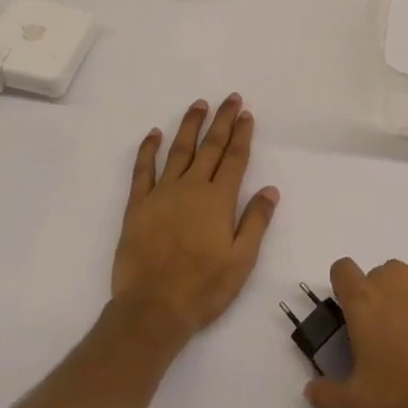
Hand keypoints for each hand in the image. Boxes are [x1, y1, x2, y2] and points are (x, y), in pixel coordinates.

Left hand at [111, 95, 277, 343]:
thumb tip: (270, 189)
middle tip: (230, 98)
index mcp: (218, 200)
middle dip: (222, 120)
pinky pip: (142, 170)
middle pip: (210, 147)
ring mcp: (162, 194)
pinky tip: (154, 134)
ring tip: (199, 104)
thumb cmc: (203, 288)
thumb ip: (255, 222)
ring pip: (179, 150)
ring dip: (190, 126)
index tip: (246, 114)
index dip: (241, 135)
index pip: (234, 158)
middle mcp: (191, 187)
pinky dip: (148, 150)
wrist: (152, 309)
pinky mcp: (137, 205)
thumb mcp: (241, 261)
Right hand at [303, 258, 407, 407]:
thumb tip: (311, 390)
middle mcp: (393, 275)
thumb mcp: (359, 407)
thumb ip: (327, 396)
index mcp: (364, 298)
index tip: (356, 314)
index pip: (342, 269)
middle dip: (384, 300)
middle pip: (381, 277)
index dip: (346, 288)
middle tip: (397, 340)